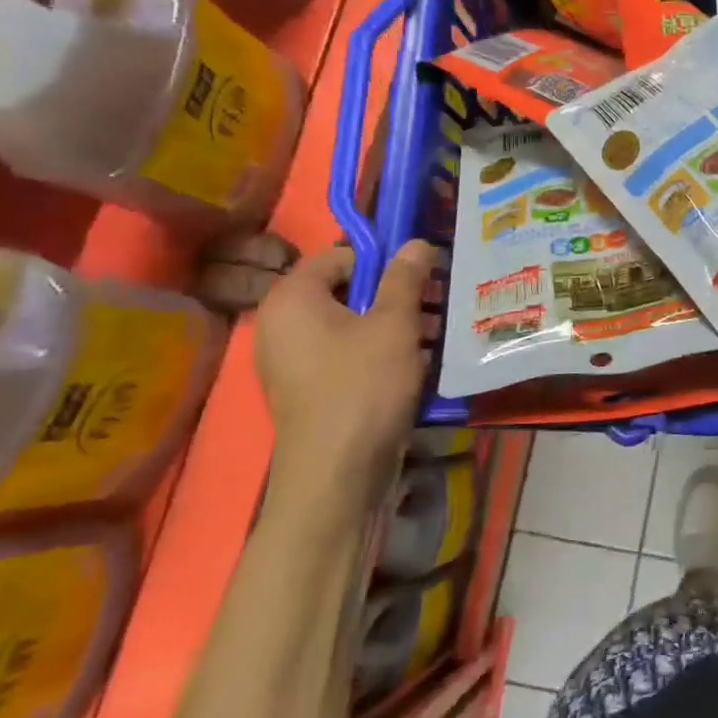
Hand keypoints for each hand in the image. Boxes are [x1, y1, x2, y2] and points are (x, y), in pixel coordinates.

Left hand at [254, 240, 433, 506]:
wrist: (337, 474)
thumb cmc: (363, 386)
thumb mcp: (395, 323)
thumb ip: (405, 277)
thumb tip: (417, 242)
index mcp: (292, 299)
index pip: (339, 256)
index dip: (383, 259)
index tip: (422, 274)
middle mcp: (281, 324)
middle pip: (345, 289)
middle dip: (395, 293)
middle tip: (436, 303)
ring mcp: (292, 360)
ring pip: (350, 323)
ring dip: (394, 322)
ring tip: (436, 333)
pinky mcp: (309, 389)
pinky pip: (346, 353)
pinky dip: (379, 350)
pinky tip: (416, 362)